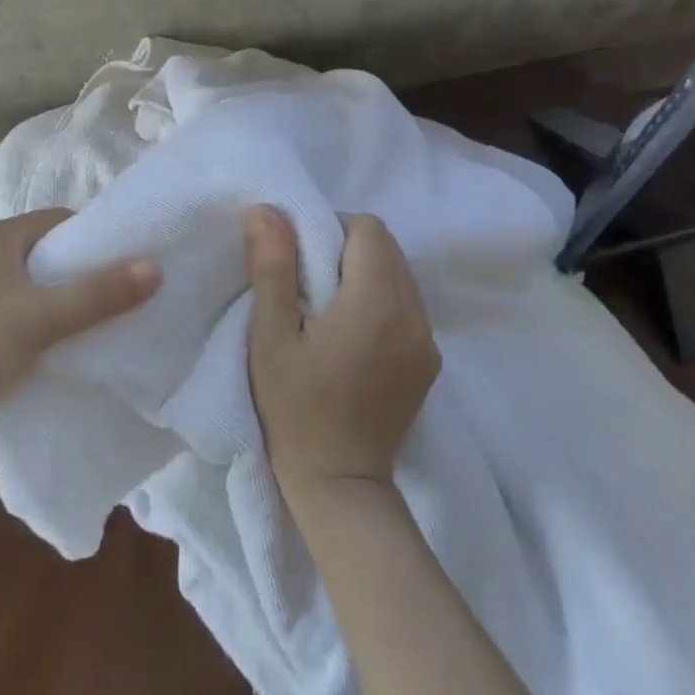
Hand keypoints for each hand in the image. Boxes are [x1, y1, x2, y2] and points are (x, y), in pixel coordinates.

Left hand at [0, 210, 160, 440]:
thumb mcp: (42, 316)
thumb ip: (99, 294)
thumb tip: (155, 267)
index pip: (59, 220)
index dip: (95, 236)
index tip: (127, 260)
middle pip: (46, 252)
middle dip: (80, 271)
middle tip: (117, 294)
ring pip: (29, 284)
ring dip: (57, 300)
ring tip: (93, 322)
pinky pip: (12, 310)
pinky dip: (35, 321)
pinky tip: (53, 346)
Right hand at [246, 206, 439, 499]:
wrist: (339, 484)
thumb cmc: (294, 409)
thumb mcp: (271, 337)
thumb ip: (272, 267)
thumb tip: (265, 209)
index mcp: (376, 302)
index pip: (368, 229)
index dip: (332, 229)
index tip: (300, 258)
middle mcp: (413, 314)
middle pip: (388, 247)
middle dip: (348, 248)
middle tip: (309, 280)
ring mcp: (427, 340)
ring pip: (401, 274)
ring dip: (367, 272)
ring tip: (330, 306)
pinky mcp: (429, 361)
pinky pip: (409, 305)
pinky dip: (382, 299)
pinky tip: (353, 332)